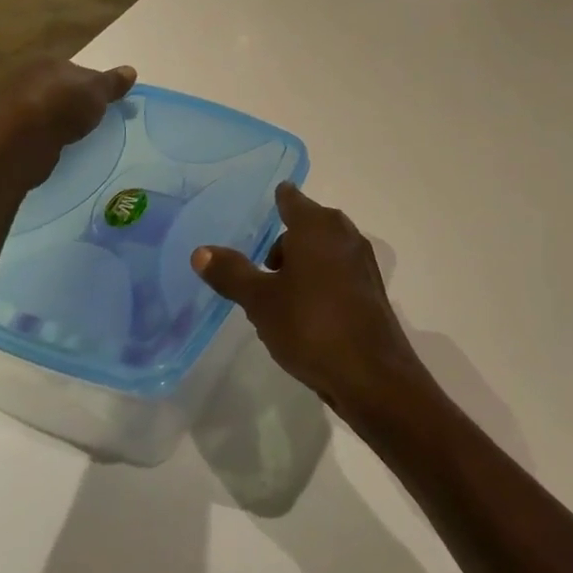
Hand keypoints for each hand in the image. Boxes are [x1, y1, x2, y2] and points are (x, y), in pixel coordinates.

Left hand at [0, 58, 136, 192]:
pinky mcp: (8, 133)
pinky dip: (46, 138)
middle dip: (74, 103)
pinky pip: (35, 133)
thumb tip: (131, 70)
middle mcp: (28, 79)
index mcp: (49, 63)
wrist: (18, 142)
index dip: (92, 85)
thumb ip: (113, 82)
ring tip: (78, 137)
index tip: (106, 103)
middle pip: (59, 89)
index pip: (75, 70)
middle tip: (93, 121)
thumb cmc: (62, 106)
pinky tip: (58, 148)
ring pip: (46, 111)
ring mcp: (14, 106)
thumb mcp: (97, 91)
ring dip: (59, 122)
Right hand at [193, 183, 429, 423]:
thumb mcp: (260, 301)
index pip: (292, 199)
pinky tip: (305, 311)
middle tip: (261, 265)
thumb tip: (201, 251)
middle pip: (308, 225)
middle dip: (285, 241)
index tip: (263, 205)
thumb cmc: (310, 325)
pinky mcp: (370, 288)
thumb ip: (231, 273)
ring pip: (324, 250)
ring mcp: (362, 261)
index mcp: (317, 226)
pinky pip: (337, 271)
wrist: (370, 373)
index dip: (277, 200)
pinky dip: (320, 279)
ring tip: (278, 294)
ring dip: (303, 263)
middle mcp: (344, 234)